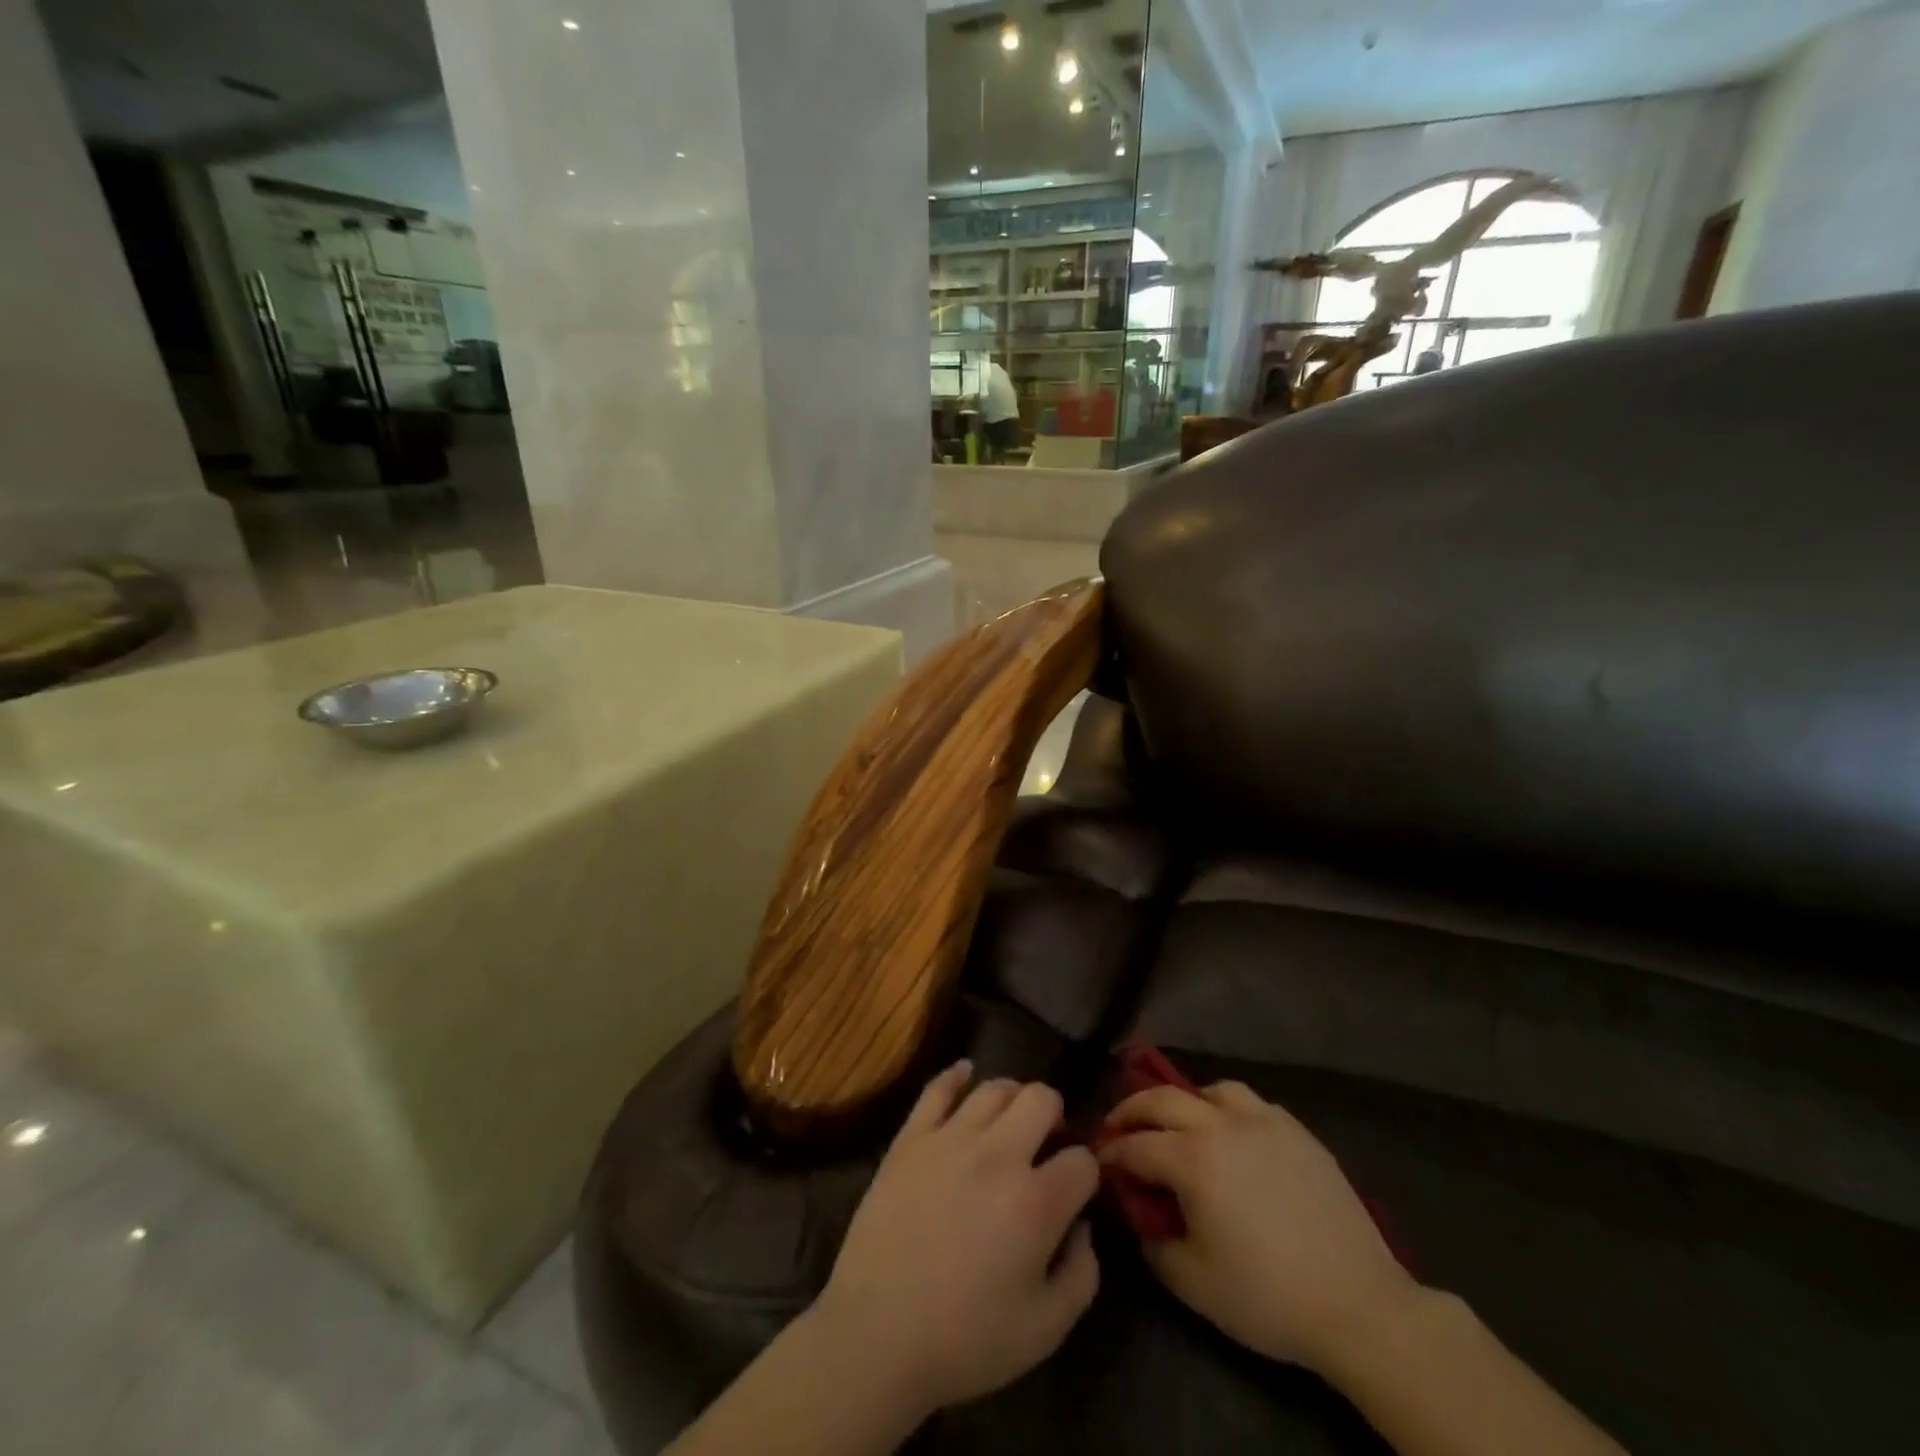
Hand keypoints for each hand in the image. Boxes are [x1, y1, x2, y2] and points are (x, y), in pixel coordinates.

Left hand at [813, 1061, 1100, 1416]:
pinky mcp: (911, 1137)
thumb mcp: (1045, 1330)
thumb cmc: (966, 1340)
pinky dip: (956, 1075)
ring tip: (1011, 1120)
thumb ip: (1081, 1274)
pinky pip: (937, 1088)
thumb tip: (1081, 1226)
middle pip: (1042, 1098)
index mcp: (1036, 1201)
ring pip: (994, 1088)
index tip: (1077, 1190)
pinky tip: (965, 1073)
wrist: (877, 1335)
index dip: (1087, 1174)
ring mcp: (950, 1138)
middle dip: (1055, 1116)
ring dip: (1013, 1098)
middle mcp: (998, 1154)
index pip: (1082, 1161)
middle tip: (1046, 1143)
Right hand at [1100, 1081, 1417, 1374]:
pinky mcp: (1298, 1132)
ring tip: (1181, 1124)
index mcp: (1191, 1157)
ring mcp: (1264, 1122)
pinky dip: (1230, 1110)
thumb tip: (1138, 1216)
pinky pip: (1253, 1104)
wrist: (1358, 1304)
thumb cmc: (1266, 1296)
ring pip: (1212, 1090)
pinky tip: (1235, 1135)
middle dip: (1132, 1109)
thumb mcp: (1192, 1282)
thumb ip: (1152, 1243)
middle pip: (1163, 1099)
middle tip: (1117, 1127)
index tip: (1096, 1162)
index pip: (1135, 1145)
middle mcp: (1221, 1125)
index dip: (1109, 1153)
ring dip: (1185, 1102)